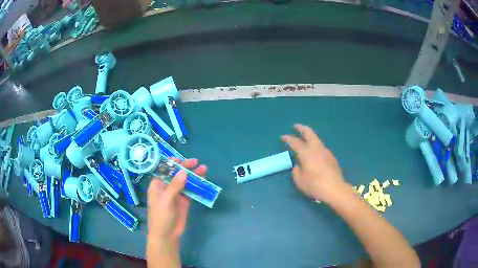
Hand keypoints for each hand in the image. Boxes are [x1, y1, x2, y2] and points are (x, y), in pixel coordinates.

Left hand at [147, 158, 207, 249]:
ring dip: (194, 175)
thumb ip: (174, 186)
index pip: (163, 169)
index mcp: (157, 185)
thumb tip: (183, 171)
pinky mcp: (184, 201)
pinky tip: (204, 181)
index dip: (171, 163)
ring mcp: (176, 194)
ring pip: (185, 181)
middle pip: (176, 174)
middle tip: (196, 162)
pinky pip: (191, 190)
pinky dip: (197, 185)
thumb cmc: (161, 217)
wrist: (167, 235)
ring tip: (204, 169)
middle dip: (185, 167)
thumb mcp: (166, 201)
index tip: (181, 159)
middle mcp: (167, 187)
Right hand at [281, 124, 348, 203]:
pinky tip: (315, 154)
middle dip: (301, 128)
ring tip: (305, 140)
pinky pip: (322, 148)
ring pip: (317, 139)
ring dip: (310, 137)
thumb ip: (296, 171)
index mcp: (306, 153)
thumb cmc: (314, 185)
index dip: (288, 138)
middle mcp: (316, 148)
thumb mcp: (300, 181)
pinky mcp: (332, 157)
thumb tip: (298, 166)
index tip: (283, 137)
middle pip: (309, 133)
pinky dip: (316, 146)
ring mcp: (326, 151)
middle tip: (295, 126)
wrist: (334, 189)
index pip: (295, 142)